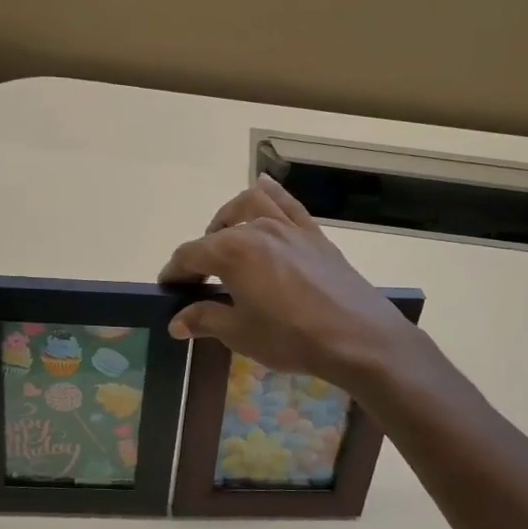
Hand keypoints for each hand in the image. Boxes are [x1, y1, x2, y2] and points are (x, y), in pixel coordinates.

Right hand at [158, 175, 423, 393]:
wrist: (358, 338)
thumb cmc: (291, 337)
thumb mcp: (240, 333)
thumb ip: (205, 320)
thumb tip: (176, 321)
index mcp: (232, 251)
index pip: (190, 255)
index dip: (175, 272)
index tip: (168, 288)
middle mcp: (257, 228)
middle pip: (217, 231)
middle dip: (201, 253)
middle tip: (199, 280)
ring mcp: (288, 227)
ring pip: (250, 203)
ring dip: (230, 218)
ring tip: (226, 240)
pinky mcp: (314, 234)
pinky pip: (287, 203)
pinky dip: (270, 194)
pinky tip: (262, 190)